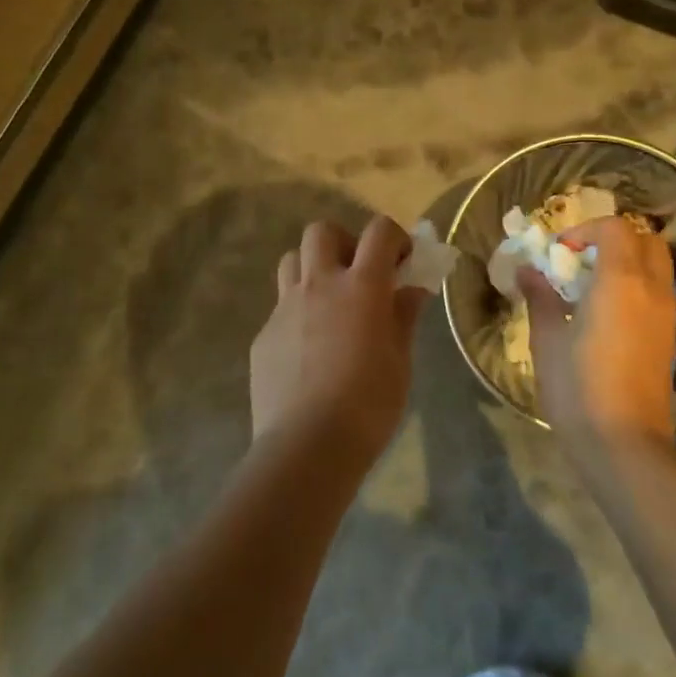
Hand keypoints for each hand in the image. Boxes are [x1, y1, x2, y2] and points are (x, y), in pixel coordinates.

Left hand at [250, 216, 427, 465]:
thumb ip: (403, 316)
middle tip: (357, 275)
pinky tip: (308, 350)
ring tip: (329, 303)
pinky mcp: (264, 334)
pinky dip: (298, 313)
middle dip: (343, 242)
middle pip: (322, 231)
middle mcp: (320, 284)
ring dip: (313, 269)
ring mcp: (285, 307)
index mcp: (361, 286)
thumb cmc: (368, 404)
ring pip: (292, 260)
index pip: (379, 231)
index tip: (402, 262)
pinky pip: (280, 307)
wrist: (307, 445)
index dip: (395, 237)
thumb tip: (412, 289)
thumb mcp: (400, 360)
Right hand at [519, 216, 675, 450]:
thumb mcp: (548, 339)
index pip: (616, 228)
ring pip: (656, 265)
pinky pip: (657, 291)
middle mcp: (651, 289)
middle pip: (645, 240)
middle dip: (613, 239)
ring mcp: (666, 315)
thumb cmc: (579, 387)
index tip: (559, 252)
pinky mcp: (668, 338)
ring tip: (591, 284)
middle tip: (581, 259)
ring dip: (627, 261)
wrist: (625, 444)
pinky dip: (636, 284)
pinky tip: (606, 312)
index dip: (586, 230)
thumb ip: (540, 297)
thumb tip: (528, 270)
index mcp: (621, 281)